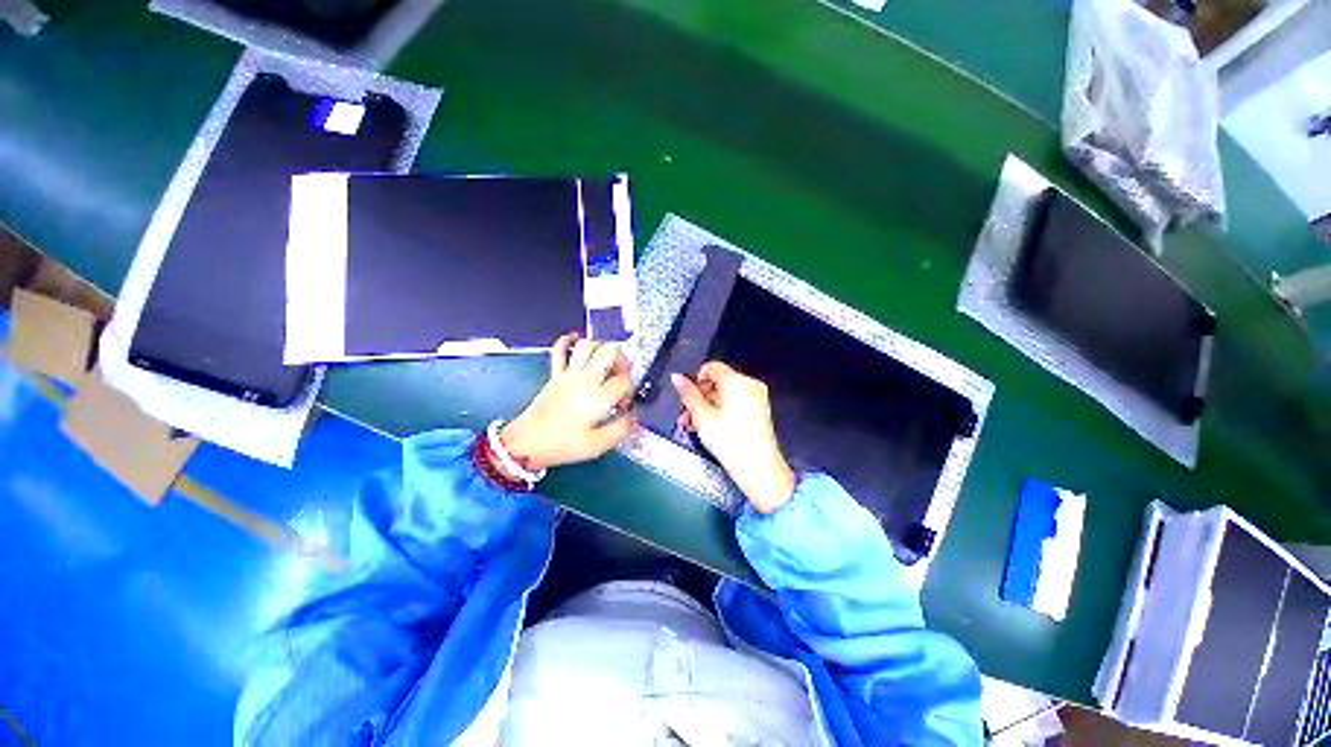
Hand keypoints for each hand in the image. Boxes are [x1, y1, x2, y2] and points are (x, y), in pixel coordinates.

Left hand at [500, 334, 634, 469]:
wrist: (526, 443)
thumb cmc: (562, 445)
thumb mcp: (597, 445)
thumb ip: (620, 430)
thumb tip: (633, 419)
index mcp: (599, 397)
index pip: (624, 381)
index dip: (630, 390)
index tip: (624, 404)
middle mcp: (586, 380)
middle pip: (610, 352)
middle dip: (622, 359)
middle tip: (622, 373)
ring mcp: (569, 375)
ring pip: (588, 346)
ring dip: (601, 348)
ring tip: (606, 360)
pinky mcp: (555, 375)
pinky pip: (559, 351)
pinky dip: (567, 341)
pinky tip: (575, 337)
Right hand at [673, 362, 795, 514]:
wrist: (758, 467)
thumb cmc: (730, 440)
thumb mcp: (702, 416)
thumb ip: (688, 394)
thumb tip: (676, 377)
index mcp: (736, 381)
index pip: (711, 367)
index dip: (695, 379)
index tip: (686, 396)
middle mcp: (749, 384)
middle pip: (717, 382)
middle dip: (698, 397)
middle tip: (685, 414)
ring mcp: (756, 398)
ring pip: (724, 395)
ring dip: (706, 406)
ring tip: (691, 425)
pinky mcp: (758, 411)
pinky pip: (735, 403)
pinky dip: (720, 411)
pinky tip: (707, 427)